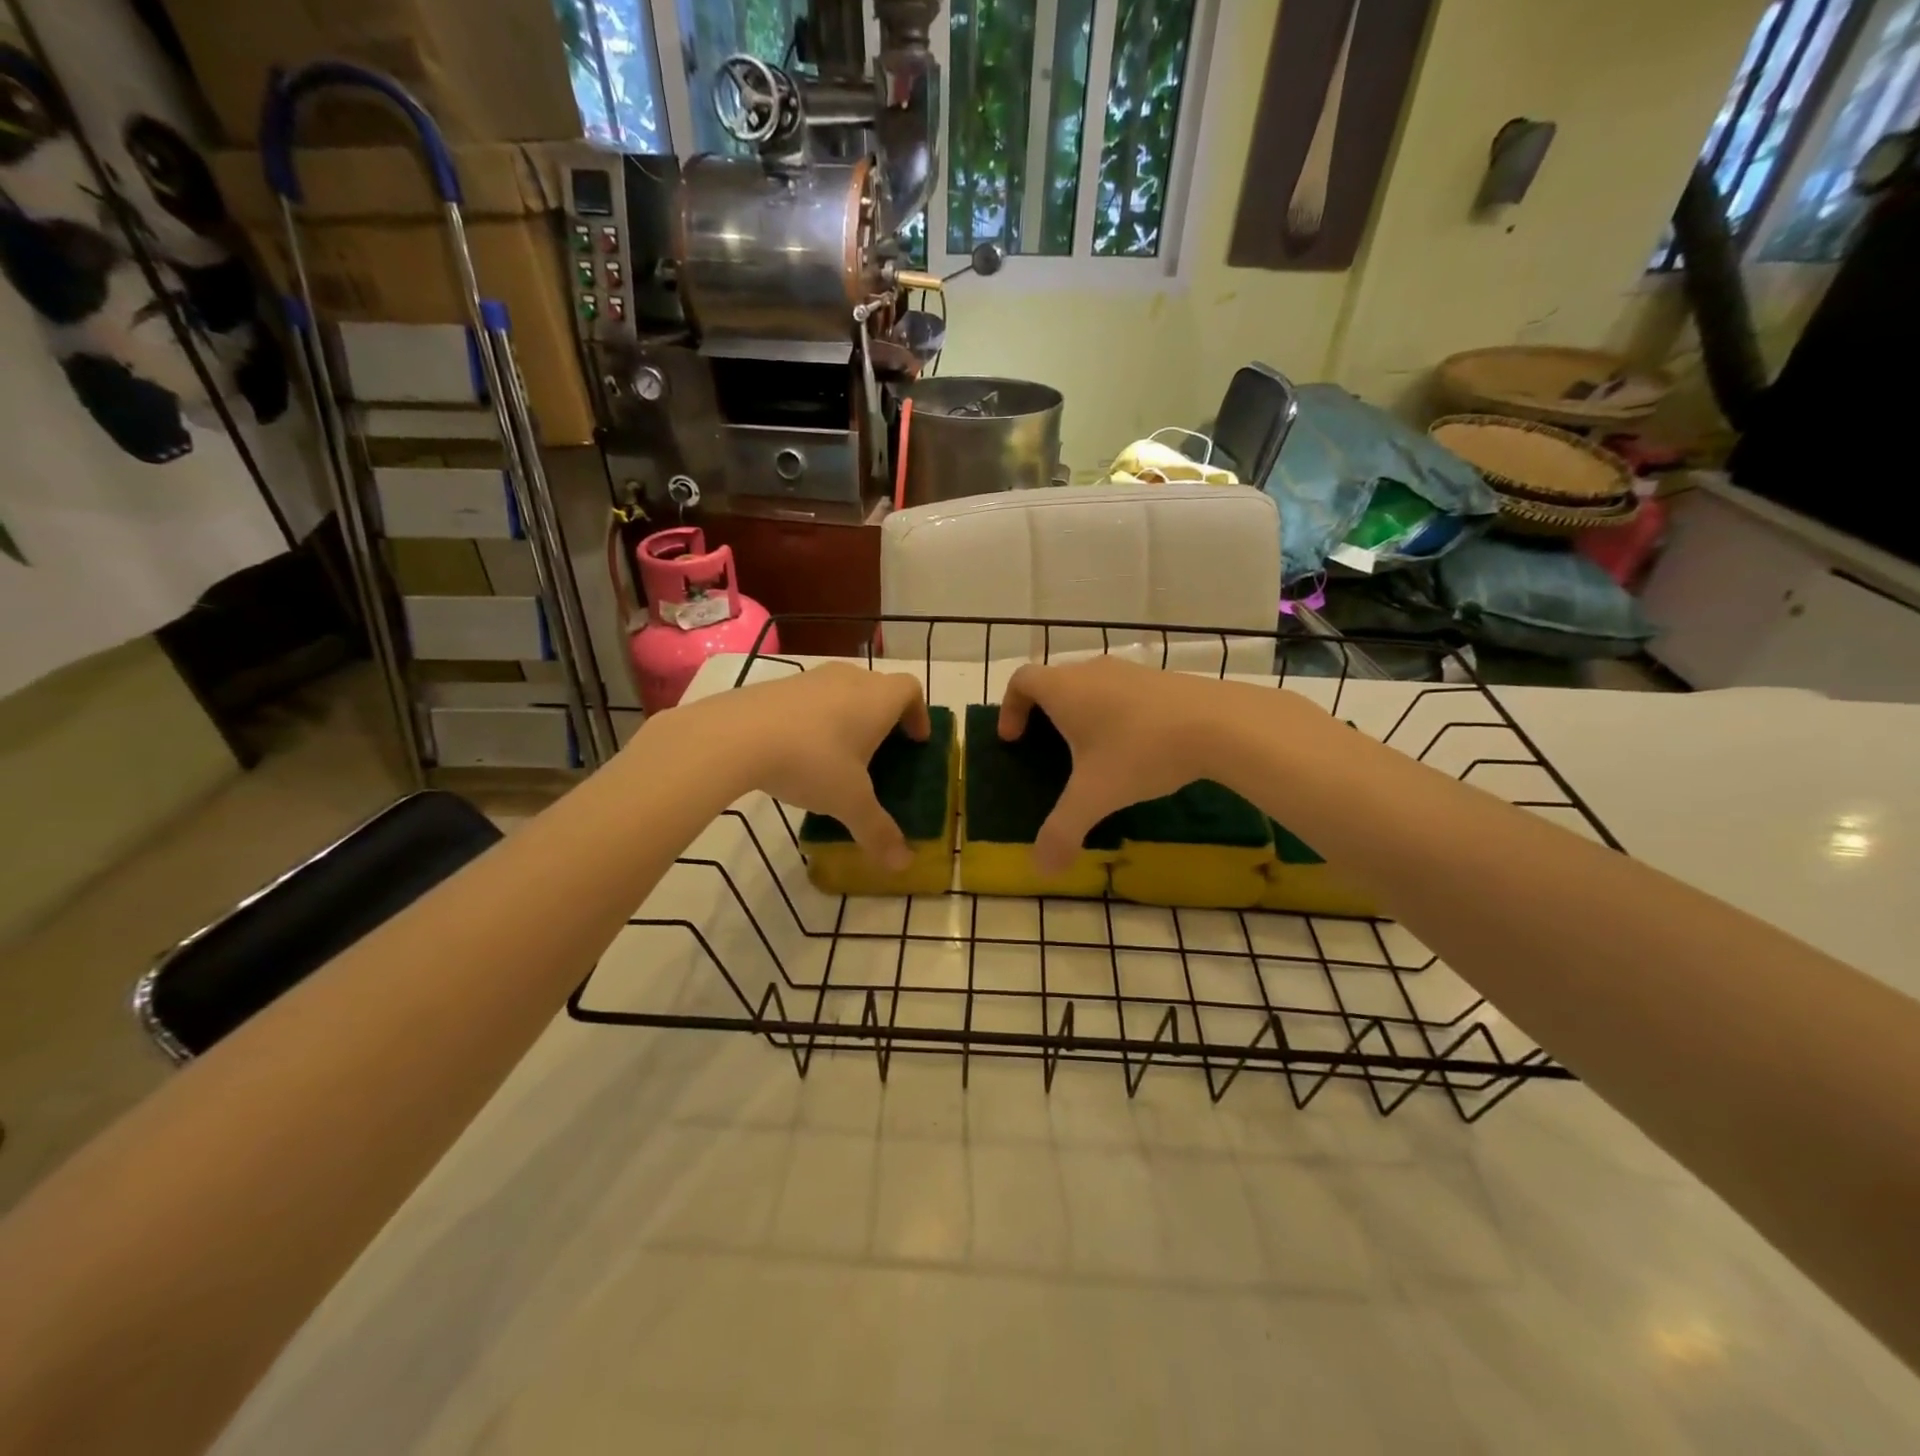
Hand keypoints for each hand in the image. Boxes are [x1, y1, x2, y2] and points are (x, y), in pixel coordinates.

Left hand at [666, 663, 930, 869]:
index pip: (911, 690)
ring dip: (847, 716)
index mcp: (878, 699)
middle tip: (880, 751)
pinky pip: (809, 699)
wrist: (737, 735)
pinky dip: (814, 719)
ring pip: (842, 692)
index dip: (918, 714)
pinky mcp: (776, 686)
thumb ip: (878, 831)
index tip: (915, 741)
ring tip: (838, 754)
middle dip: (883, 718)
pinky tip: (799, 752)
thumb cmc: (812, 761)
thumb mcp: (849, 802)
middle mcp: (849, 679)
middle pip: (877, 688)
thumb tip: (903, 864)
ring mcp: (810, 678)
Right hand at [998, 657, 1226, 872]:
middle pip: (1054, 681)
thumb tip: (1041, 869)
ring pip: (1091, 685)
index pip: (1020, 680)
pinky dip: (1115, 712)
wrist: (1220, 724)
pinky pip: (1123, 691)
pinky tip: (1135, 746)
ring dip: (1082, 712)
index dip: (1009, 708)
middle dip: (1044, 713)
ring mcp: (1130, 670)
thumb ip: (1062, 831)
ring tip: (1092, 751)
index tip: (1013, 740)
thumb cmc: (1140, 751)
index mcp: (1064, 689)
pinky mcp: (1162, 679)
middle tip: (1048, 748)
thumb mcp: (1095, 797)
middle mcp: (1092, 671)